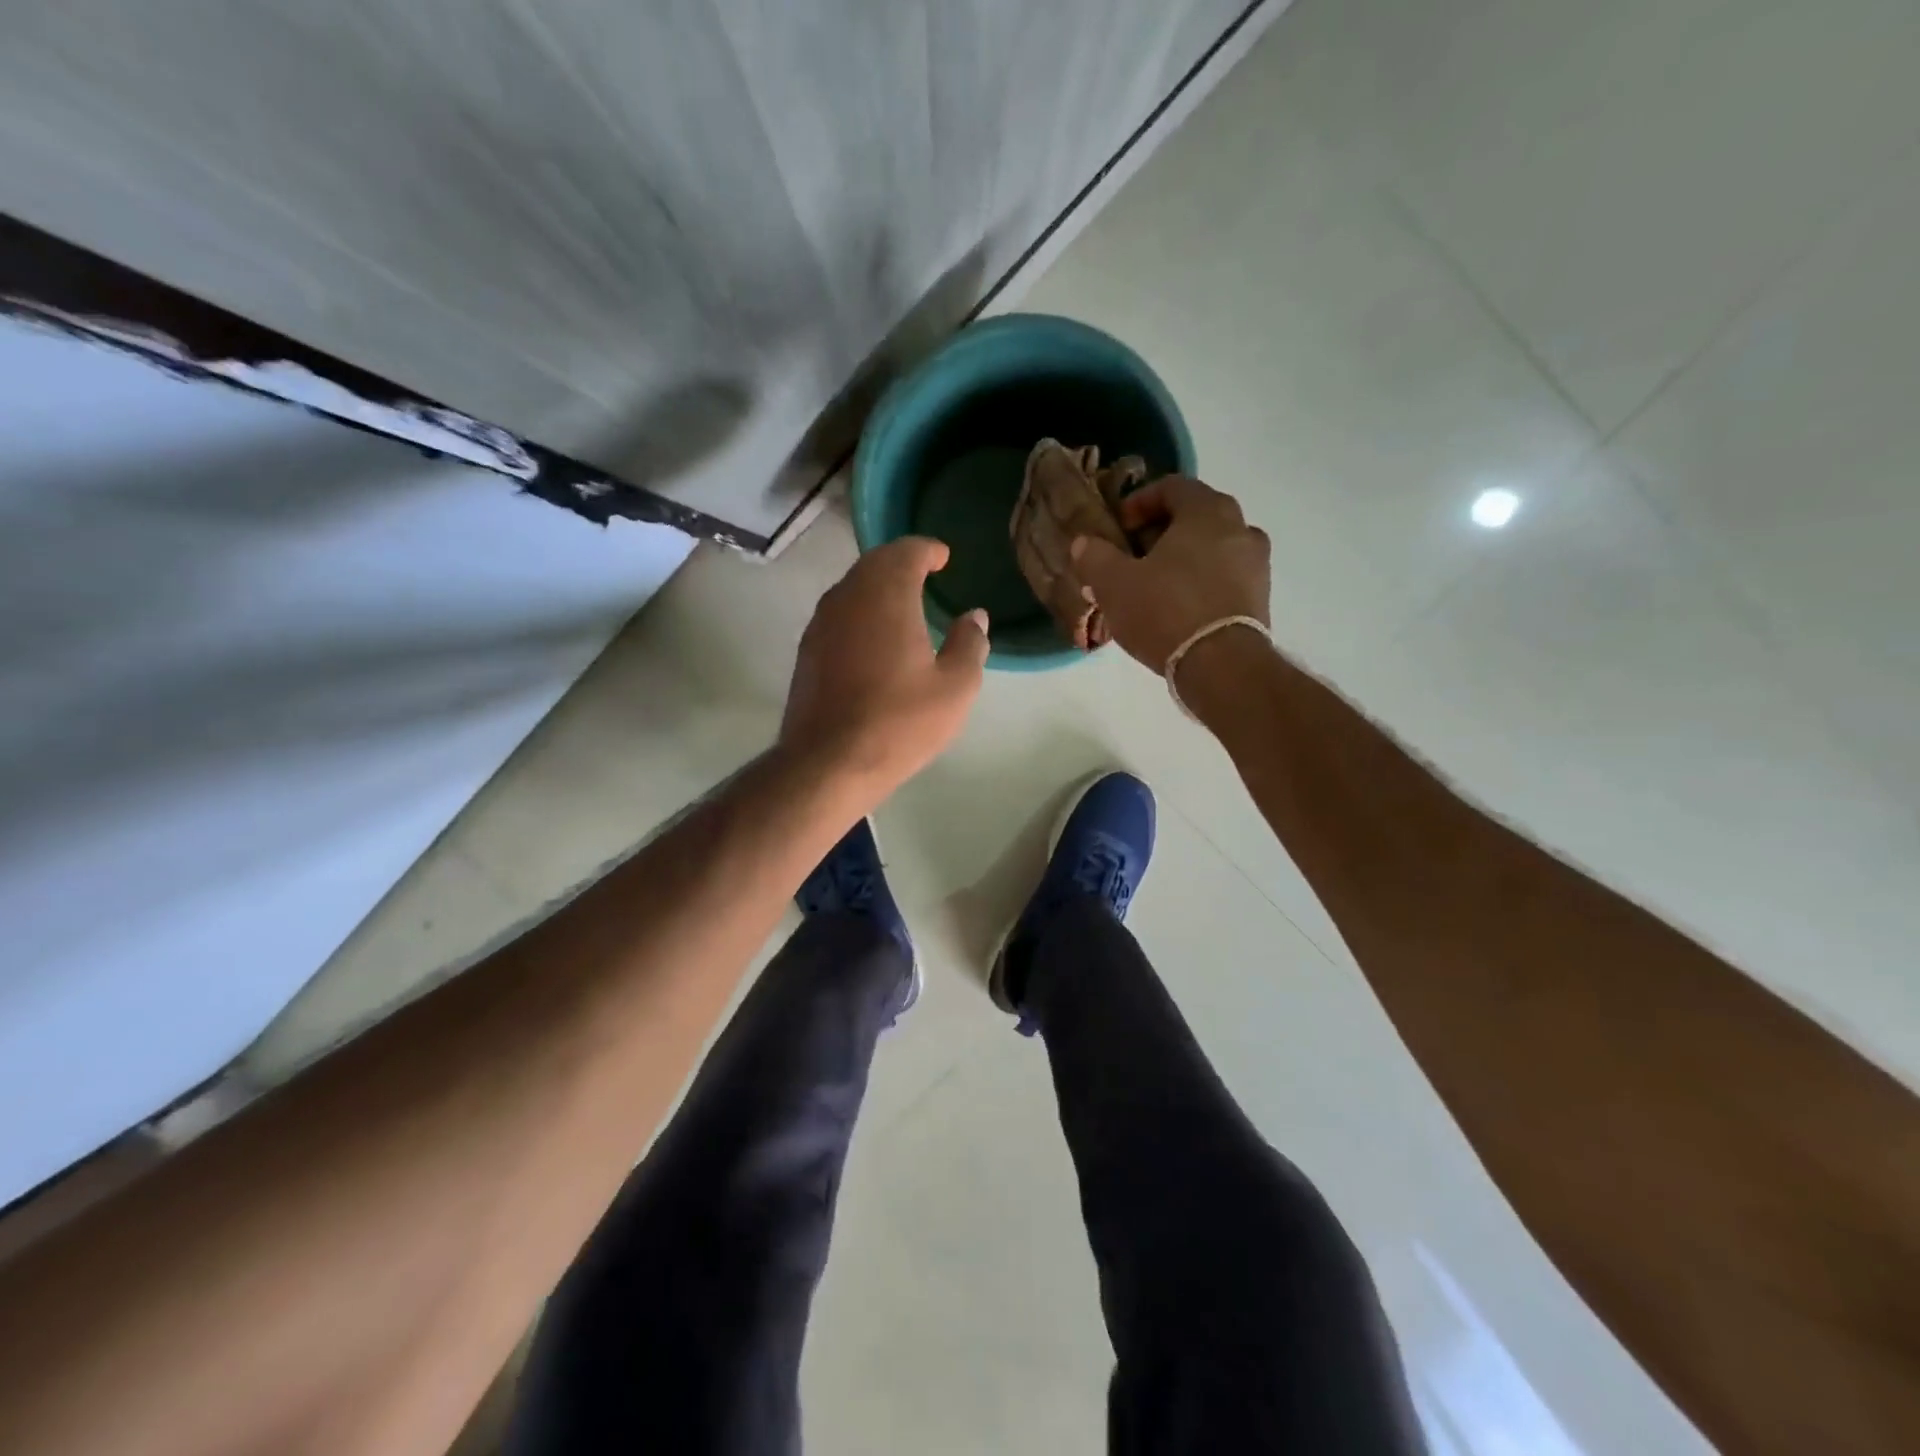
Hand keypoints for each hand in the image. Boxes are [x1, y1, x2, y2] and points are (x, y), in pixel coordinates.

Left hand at [780, 537, 989, 797]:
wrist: (828, 763)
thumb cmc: (900, 722)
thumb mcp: (955, 687)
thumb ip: (969, 644)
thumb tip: (974, 616)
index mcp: (886, 596)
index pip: (905, 552)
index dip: (927, 550)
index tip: (943, 557)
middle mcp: (847, 598)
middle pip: (874, 564)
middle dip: (900, 562)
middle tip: (924, 572)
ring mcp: (821, 624)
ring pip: (852, 588)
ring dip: (877, 586)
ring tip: (902, 602)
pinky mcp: (807, 651)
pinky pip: (838, 614)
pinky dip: (860, 611)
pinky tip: (874, 636)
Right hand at [1070, 476, 1270, 672]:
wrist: (1222, 666)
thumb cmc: (1166, 611)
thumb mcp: (1114, 583)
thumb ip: (1094, 556)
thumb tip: (1084, 543)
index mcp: (1207, 511)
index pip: (1172, 486)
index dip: (1139, 502)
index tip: (1118, 528)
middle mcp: (1241, 528)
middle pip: (1195, 517)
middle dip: (1159, 533)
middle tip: (1131, 558)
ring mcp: (1256, 564)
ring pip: (1211, 549)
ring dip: (1181, 560)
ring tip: (1152, 586)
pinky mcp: (1260, 598)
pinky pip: (1223, 578)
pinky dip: (1200, 583)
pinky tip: (1176, 609)